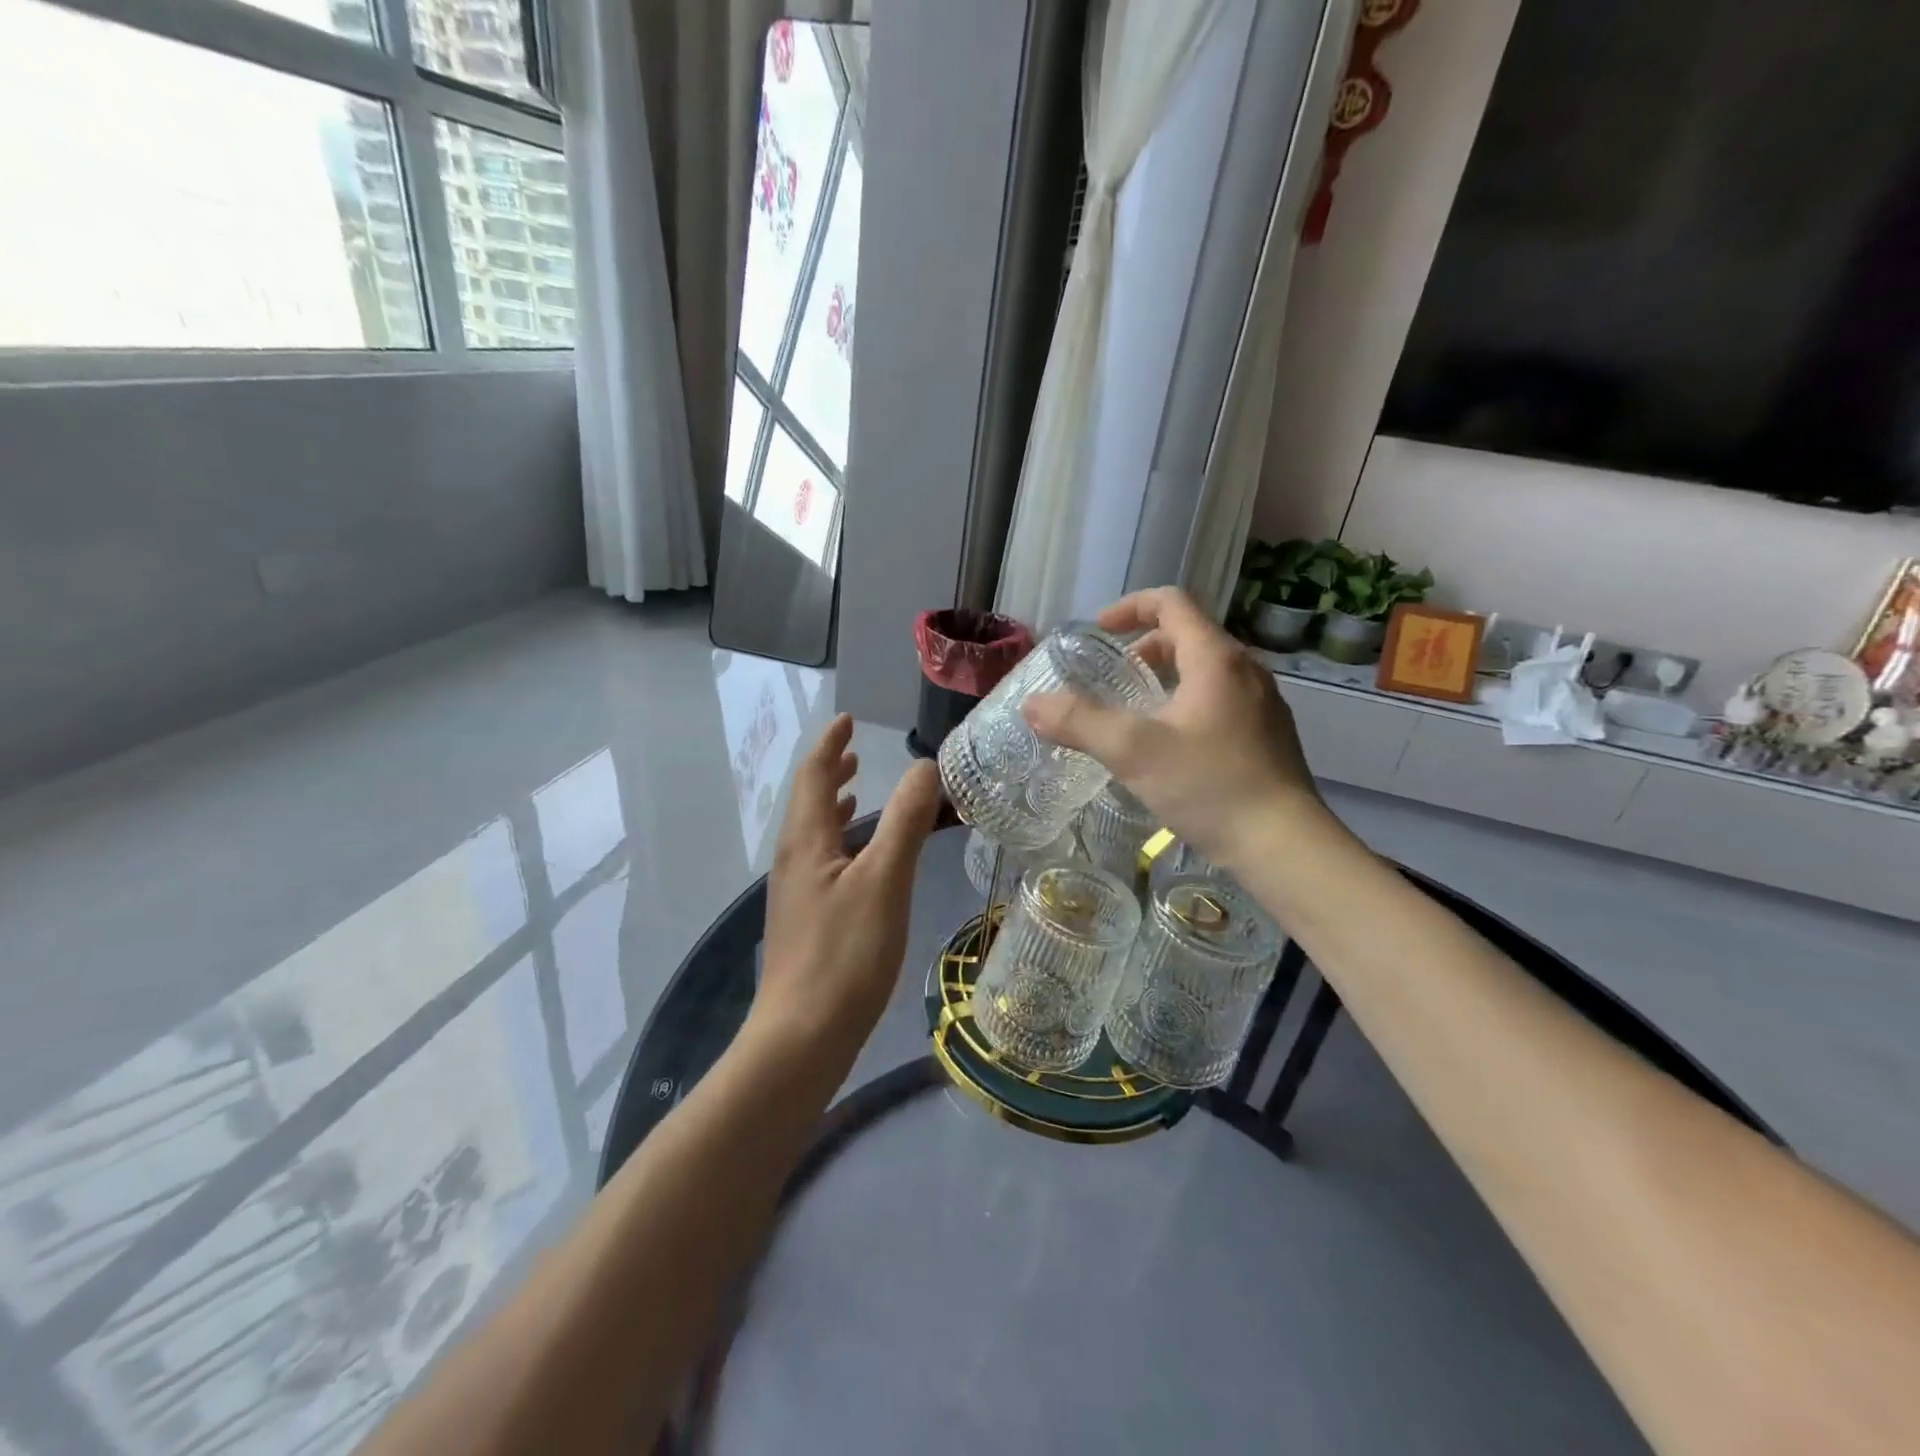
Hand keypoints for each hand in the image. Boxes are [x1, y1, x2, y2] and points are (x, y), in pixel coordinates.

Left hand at [751, 715, 942, 1061]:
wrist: (802, 1036)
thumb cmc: (845, 954)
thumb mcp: (884, 880)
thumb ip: (905, 821)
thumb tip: (924, 766)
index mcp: (806, 841)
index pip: (814, 776)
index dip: (830, 745)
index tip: (846, 721)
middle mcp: (793, 860)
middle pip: (808, 803)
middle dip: (831, 773)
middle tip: (854, 751)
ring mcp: (796, 894)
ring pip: (814, 834)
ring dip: (833, 807)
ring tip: (856, 793)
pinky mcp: (805, 922)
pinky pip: (821, 862)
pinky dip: (839, 842)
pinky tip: (857, 861)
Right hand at [1022, 587, 1319, 871]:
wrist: (1284, 846)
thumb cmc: (1210, 786)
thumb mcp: (1133, 751)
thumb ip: (1079, 722)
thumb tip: (1032, 704)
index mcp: (1216, 658)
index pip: (1171, 603)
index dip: (1129, 607)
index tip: (1098, 632)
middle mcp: (1244, 670)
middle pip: (1187, 636)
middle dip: (1143, 648)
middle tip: (1111, 680)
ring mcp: (1261, 704)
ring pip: (1204, 671)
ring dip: (1164, 678)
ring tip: (1133, 714)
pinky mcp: (1266, 736)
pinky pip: (1219, 701)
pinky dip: (1186, 704)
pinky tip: (1169, 749)